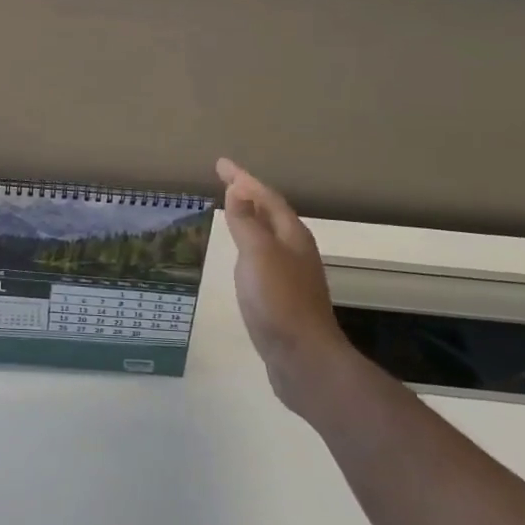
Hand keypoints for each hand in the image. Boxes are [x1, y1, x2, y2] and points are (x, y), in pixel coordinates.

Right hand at [217, 159, 350, 412]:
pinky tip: (239, 258)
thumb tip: (238, 187)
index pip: (265, 196)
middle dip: (249, 195)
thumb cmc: (279, 301)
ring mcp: (291, 276)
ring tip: (231, 211)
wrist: (304, 361)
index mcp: (291, 236)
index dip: (243, 178)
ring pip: (268, 237)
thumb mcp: (258, 254)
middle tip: (225, 182)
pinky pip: (263, 259)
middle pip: (271, 214)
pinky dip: (248, 246)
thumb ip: (247, 221)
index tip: (220, 163)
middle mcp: (295, 251)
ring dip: (250, 220)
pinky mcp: (283, 299)